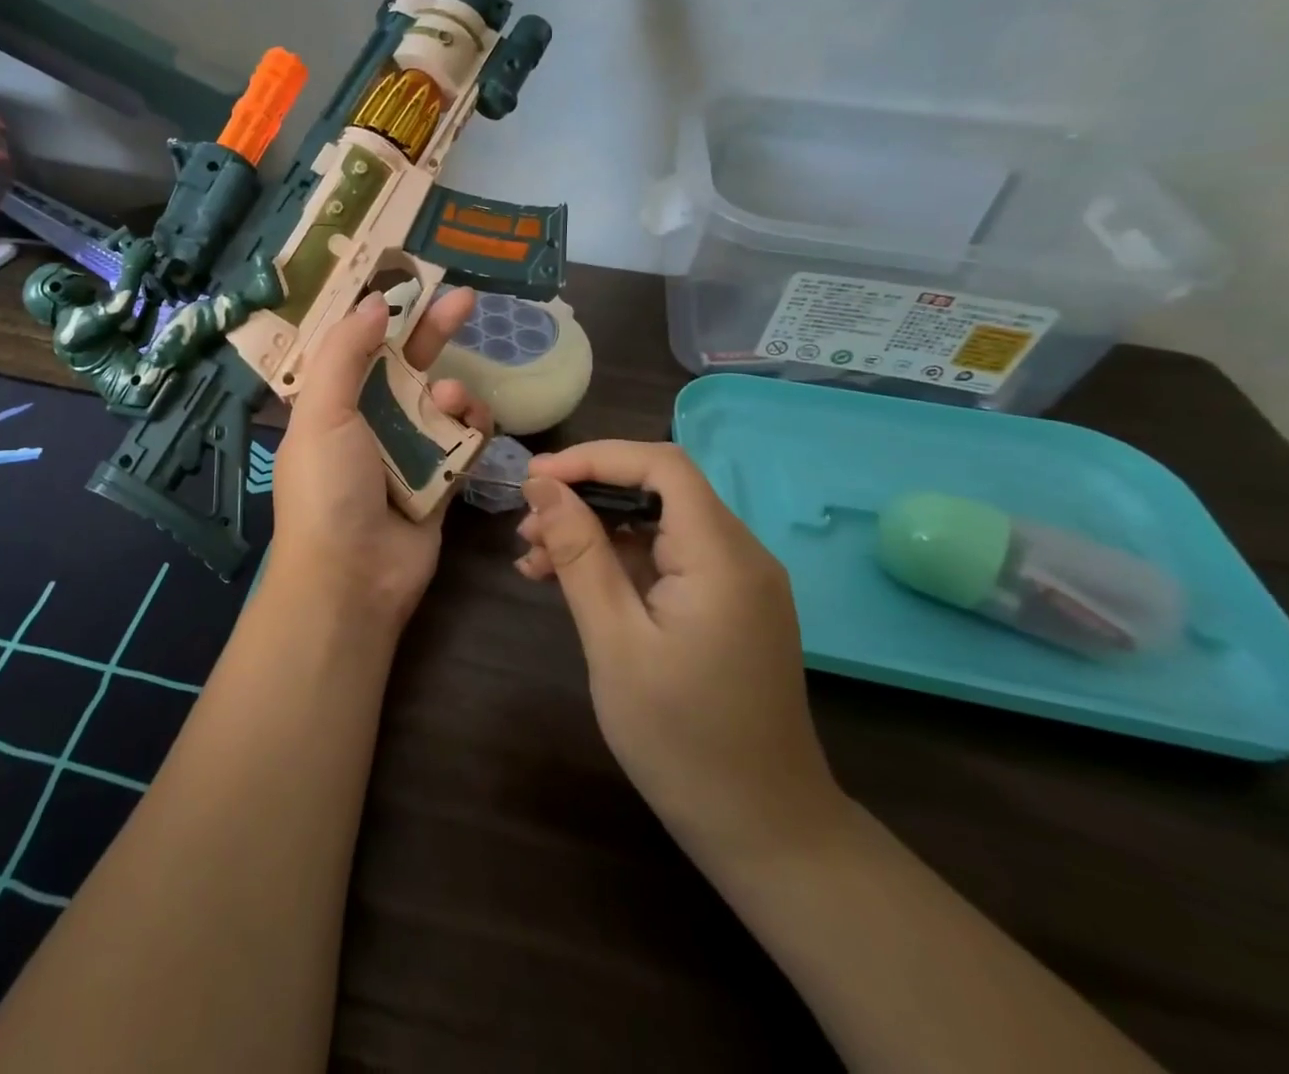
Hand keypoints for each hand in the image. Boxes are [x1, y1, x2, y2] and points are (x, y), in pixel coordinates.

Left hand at [270, 290, 489, 630]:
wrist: (353, 578)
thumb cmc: (328, 488)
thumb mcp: (323, 412)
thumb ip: (346, 352)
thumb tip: (373, 301)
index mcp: (332, 402)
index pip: (357, 344)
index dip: (380, 312)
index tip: (407, 278)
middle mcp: (368, 420)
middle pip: (405, 363)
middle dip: (433, 330)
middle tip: (465, 299)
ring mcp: (406, 449)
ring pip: (440, 399)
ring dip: (451, 389)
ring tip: (446, 399)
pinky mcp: (440, 477)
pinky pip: (463, 438)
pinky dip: (470, 425)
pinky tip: (469, 422)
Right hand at [516, 440, 847, 868]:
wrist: (763, 830)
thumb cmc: (681, 739)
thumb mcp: (614, 641)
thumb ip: (580, 554)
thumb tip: (542, 486)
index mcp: (722, 557)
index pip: (661, 465)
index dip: (594, 457)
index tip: (534, 478)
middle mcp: (740, 555)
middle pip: (657, 490)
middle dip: (585, 496)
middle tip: (525, 526)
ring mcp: (737, 581)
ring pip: (656, 524)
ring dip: (594, 531)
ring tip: (534, 559)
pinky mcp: (727, 605)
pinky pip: (666, 559)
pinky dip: (616, 561)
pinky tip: (568, 582)